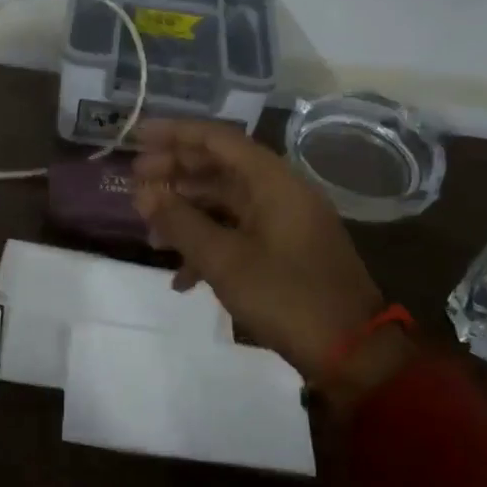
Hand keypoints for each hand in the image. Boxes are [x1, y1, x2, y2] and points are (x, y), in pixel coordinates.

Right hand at [133, 120, 408, 402]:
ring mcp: (283, 223)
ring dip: (185, 213)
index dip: (174, 134)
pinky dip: (207, 245)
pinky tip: (181, 278)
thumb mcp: (223, 259)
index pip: (217, 139)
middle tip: (134, 181)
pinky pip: (236, 232)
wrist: (352, 353)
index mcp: (272, 182)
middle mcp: (279, 193)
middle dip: (174, 173)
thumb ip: (179, 221)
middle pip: (218, 168)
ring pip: (224, 202)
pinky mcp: (283, 251)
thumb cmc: (286, 296)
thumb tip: (143, 192)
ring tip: (149, 234)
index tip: (136, 136)